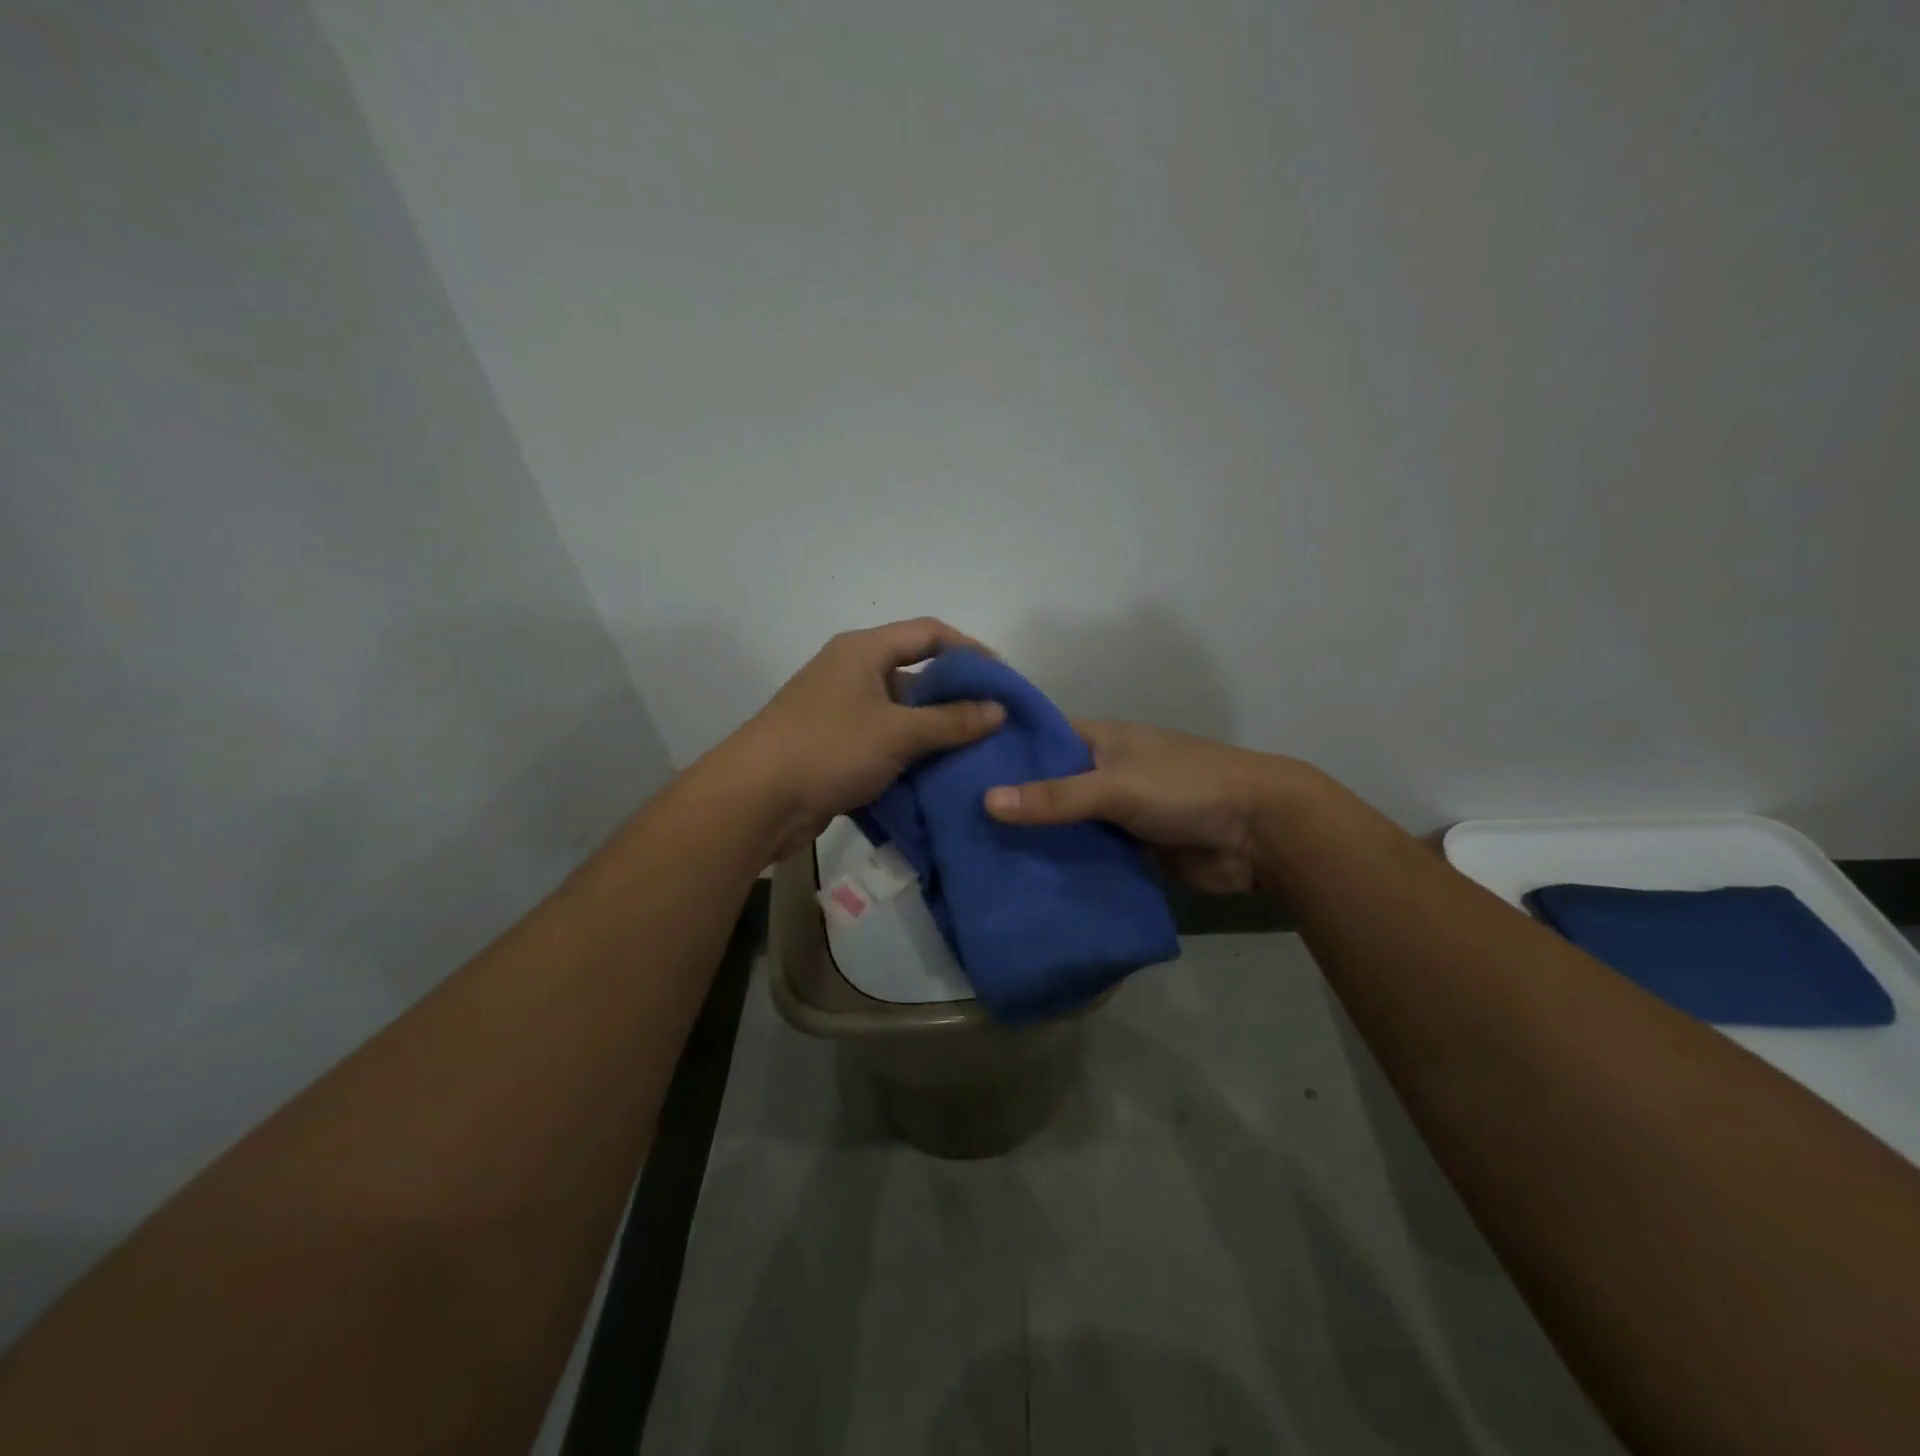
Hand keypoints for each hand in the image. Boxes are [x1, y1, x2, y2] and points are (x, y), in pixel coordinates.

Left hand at [724, 619, 1004, 855]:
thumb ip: (951, 721)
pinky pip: (883, 741)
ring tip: (976, 752)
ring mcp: (840, 710)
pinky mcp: (834, 745)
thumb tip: (999, 710)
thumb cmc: (829, 748)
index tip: (1002, 679)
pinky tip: (939, 775)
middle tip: (994, 720)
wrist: (755, 799)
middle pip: (915, 672)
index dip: (969, 650)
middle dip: (955, 696)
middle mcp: (852, 672)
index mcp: (864, 650)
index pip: (929, 633)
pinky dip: (910, 754)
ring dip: (934, 730)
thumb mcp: (898, 732)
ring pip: (900, 712)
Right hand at [984, 721, 1307, 893]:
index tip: (952, 771)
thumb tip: (986, 802)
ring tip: (974, 858)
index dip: (999, 753)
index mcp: (1099, 740)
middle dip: (1010, 805)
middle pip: (1047, 787)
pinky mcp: (1129, 850)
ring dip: (1034, 841)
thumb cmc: (1185, 787)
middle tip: (952, 825)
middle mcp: (1103, 772)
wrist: (1259, 833)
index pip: (1037, 740)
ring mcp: (1116, 813)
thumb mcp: (1116, 786)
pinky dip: (1062, 866)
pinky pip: (1086, 855)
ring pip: (1065, 825)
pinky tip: (1022, 882)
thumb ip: (1055, 796)